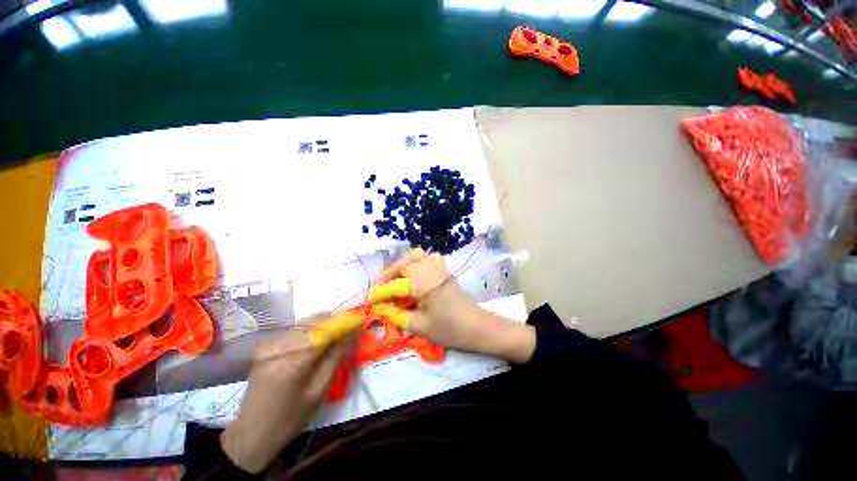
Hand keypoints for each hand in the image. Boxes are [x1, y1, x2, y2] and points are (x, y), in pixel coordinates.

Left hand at [220, 326, 355, 472]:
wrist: (251, 435)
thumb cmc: (289, 419)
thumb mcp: (318, 391)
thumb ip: (336, 358)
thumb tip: (352, 335)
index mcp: (293, 362)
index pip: (325, 331)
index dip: (344, 323)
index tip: (359, 321)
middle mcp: (279, 347)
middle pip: (313, 321)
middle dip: (334, 321)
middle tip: (348, 329)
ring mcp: (269, 345)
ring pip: (304, 322)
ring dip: (323, 324)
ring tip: (335, 334)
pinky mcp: (265, 347)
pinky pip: (293, 329)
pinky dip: (309, 329)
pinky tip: (316, 339)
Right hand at [370, 249, 534, 362]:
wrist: (478, 326)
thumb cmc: (449, 329)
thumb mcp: (419, 326)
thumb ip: (396, 315)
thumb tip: (379, 308)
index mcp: (421, 283)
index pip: (394, 285)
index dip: (380, 292)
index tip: (369, 299)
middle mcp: (428, 269)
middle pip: (403, 263)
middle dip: (389, 274)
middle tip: (383, 288)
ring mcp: (438, 267)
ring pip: (416, 255)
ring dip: (403, 264)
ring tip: (397, 280)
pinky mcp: (445, 270)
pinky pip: (427, 257)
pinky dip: (416, 261)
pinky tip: (415, 276)